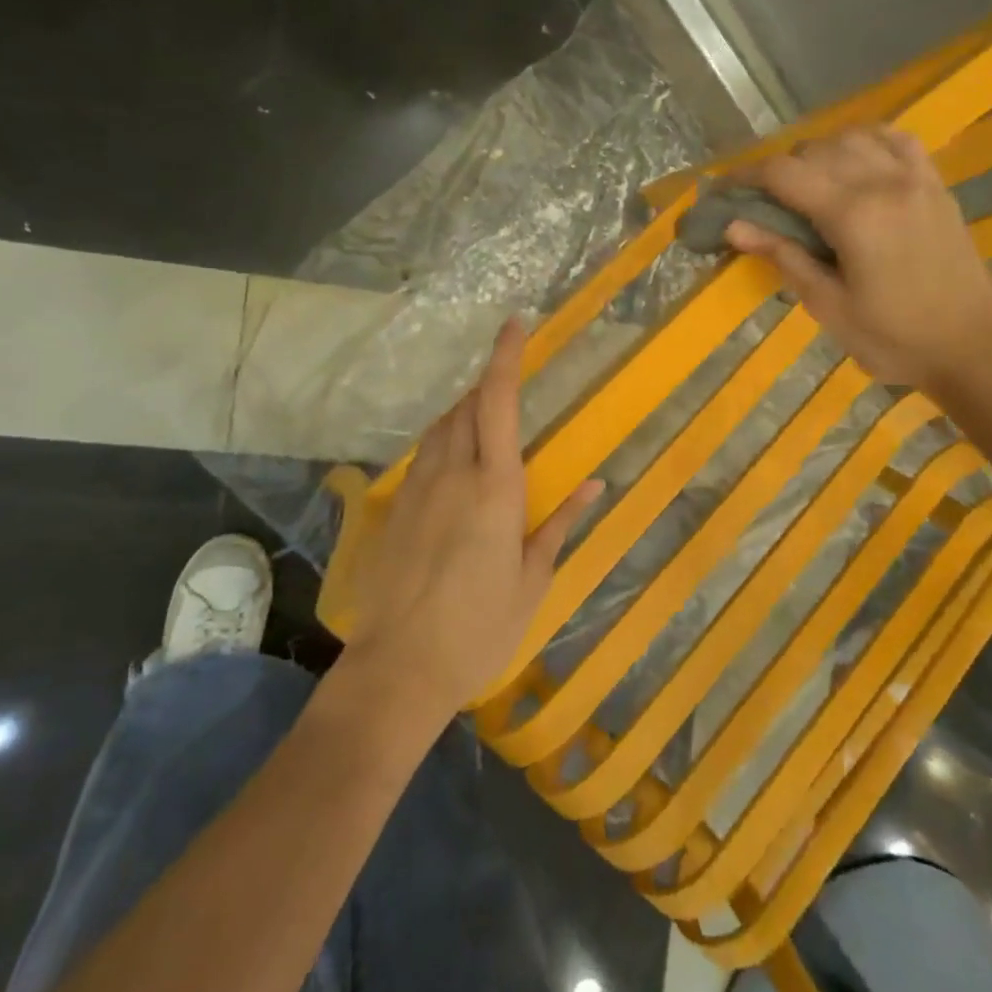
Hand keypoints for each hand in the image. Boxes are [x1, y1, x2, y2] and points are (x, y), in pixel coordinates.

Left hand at [337, 318, 602, 720]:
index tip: (514, 323)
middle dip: (487, 383)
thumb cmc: (480, 628)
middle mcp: (452, 474)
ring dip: (463, 412)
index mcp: (495, 487)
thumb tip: (594, 485)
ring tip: (485, 420)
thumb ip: (559, 524)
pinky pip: (423, 456)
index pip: (499, 402)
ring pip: (440, 429)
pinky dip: (443, 443)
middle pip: (466, 406)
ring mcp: (417, 490)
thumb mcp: (532, 580)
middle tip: (508, 380)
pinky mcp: (396, 509)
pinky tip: (455, 465)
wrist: (399, 667)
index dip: (506, 357)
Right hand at [724, 127, 991, 389]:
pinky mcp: (936, 185)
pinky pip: (897, 140)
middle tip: (760, 201)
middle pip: (815, 149)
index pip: (784, 174)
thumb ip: (783, 257)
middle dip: (778, 168)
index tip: (721, 190)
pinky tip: (854, 161)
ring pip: (854, 136)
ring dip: (818, 152)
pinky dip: (866, 141)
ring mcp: (915, 178)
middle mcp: (883, 182)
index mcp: (853, 214)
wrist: (971, 347)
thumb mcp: (828, 305)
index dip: (745, 176)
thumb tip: (733, 226)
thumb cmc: (892, 338)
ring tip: (804, 184)